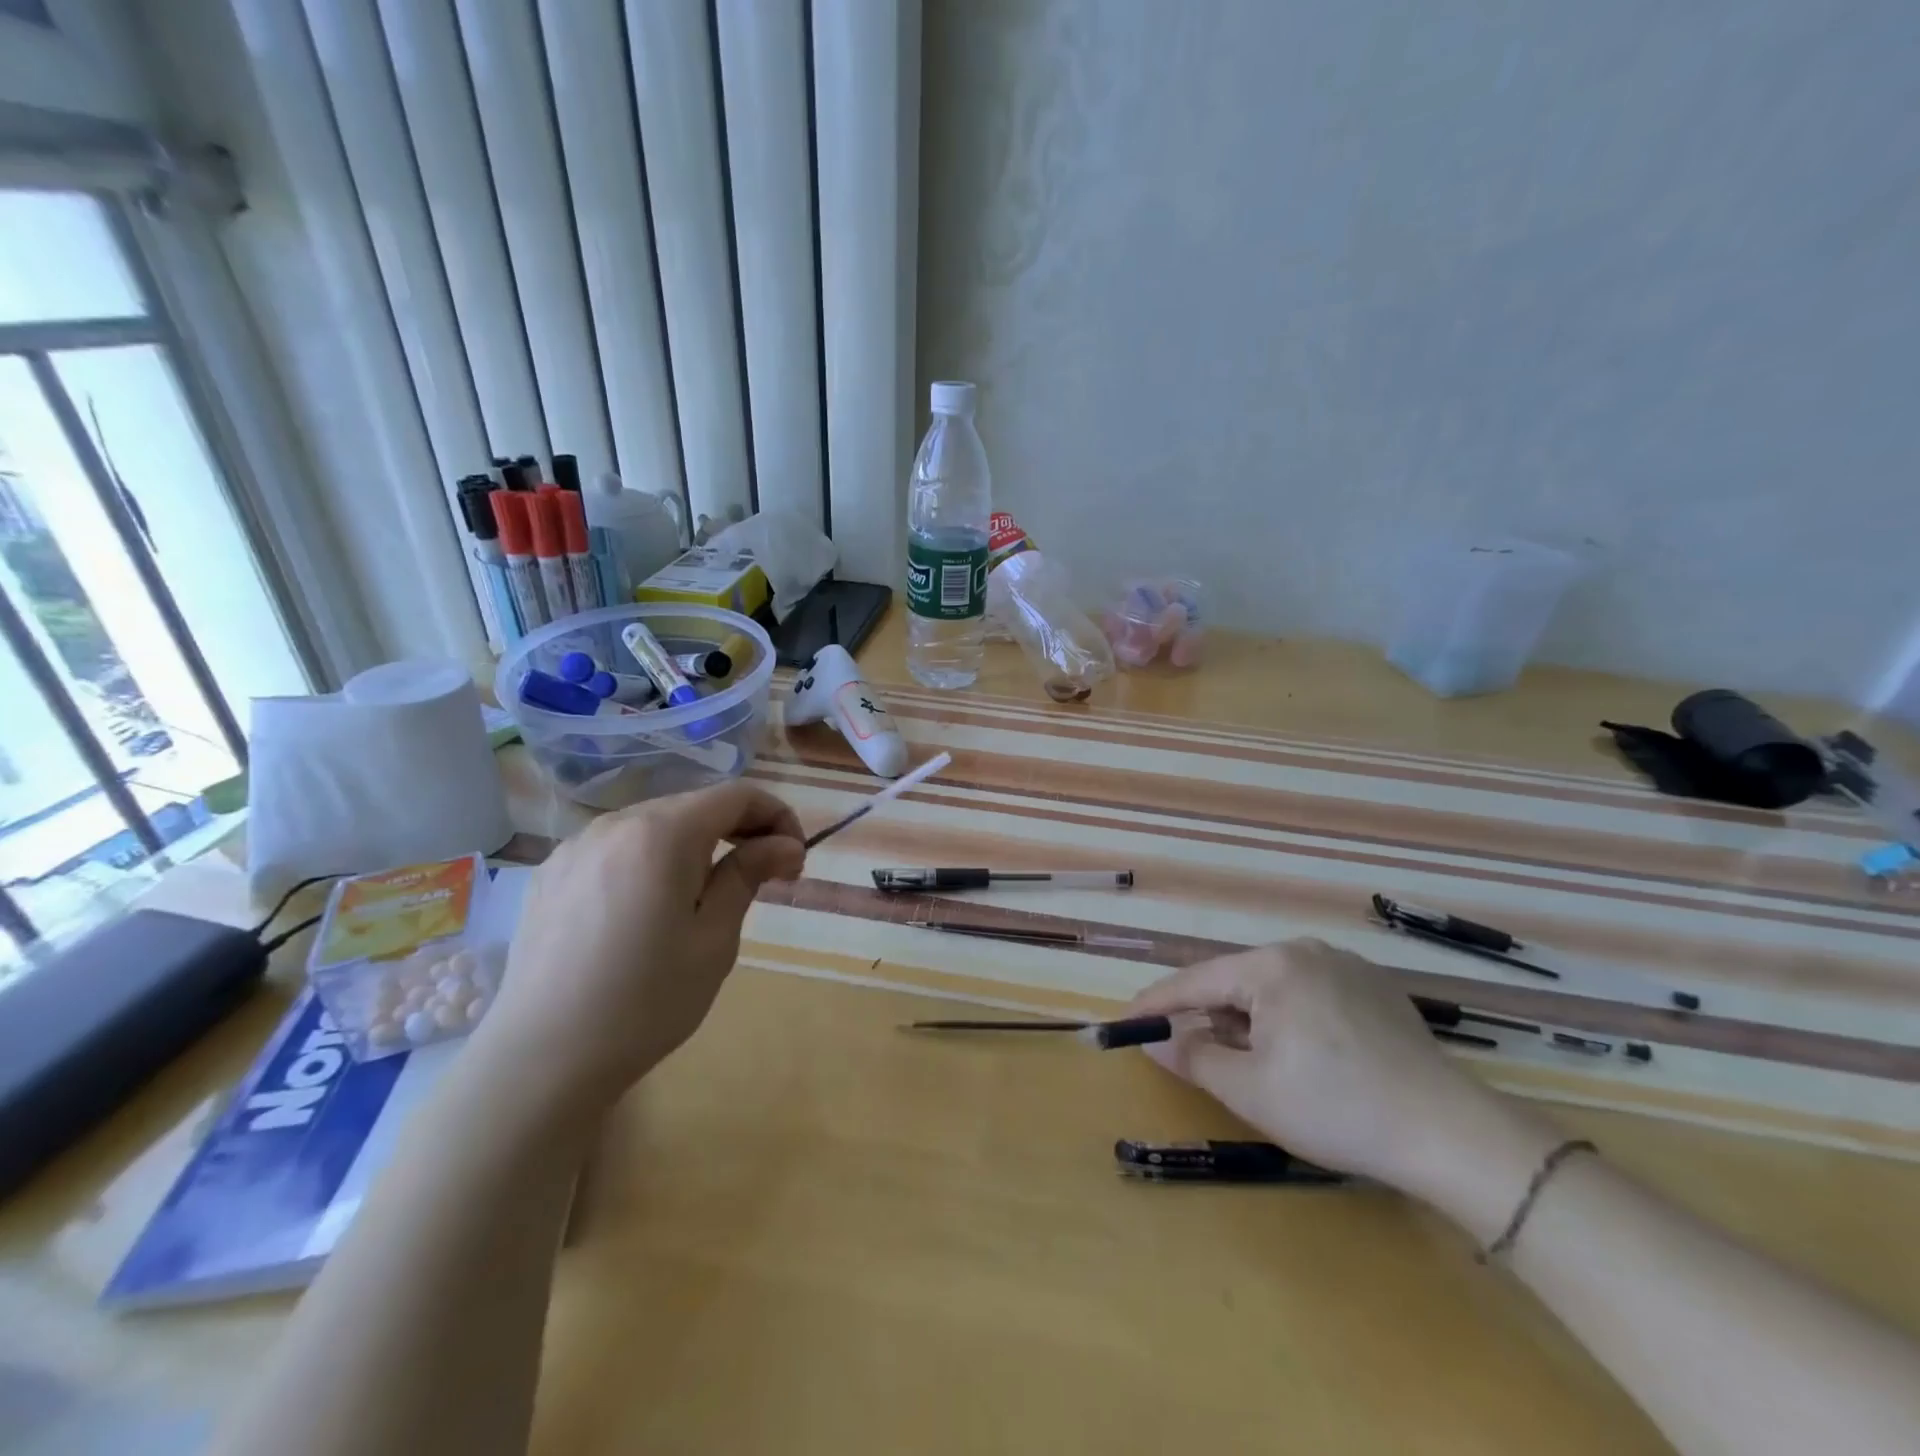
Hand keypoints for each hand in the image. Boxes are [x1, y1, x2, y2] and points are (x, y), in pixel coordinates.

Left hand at [480, 782, 805, 1114]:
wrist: (541, 1060)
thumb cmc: (646, 1000)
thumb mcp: (714, 939)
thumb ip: (748, 875)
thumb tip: (784, 844)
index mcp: (662, 833)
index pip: (736, 795)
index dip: (776, 815)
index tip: (794, 858)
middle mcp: (615, 824)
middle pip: (694, 806)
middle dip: (739, 830)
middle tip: (764, 877)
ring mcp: (575, 847)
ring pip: (654, 825)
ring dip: (694, 845)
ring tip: (706, 896)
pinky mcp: (550, 875)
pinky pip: (616, 849)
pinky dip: (650, 861)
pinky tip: (648, 908)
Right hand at [1128, 939, 1559, 1212]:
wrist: (1452, 1134)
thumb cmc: (1337, 1108)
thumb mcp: (1251, 1090)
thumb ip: (1193, 1057)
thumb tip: (1153, 1040)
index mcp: (1271, 965)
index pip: (1195, 980)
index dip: (1156, 1004)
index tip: (1123, 1022)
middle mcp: (1305, 950)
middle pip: (1235, 981)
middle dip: (1207, 1017)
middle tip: (1188, 1053)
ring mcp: (1345, 965)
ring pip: (1273, 989)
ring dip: (1248, 1021)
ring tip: (1246, 1063)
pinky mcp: (1375, 989)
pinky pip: (1309, 995)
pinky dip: (1287, 1020)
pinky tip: (1300, 1058)